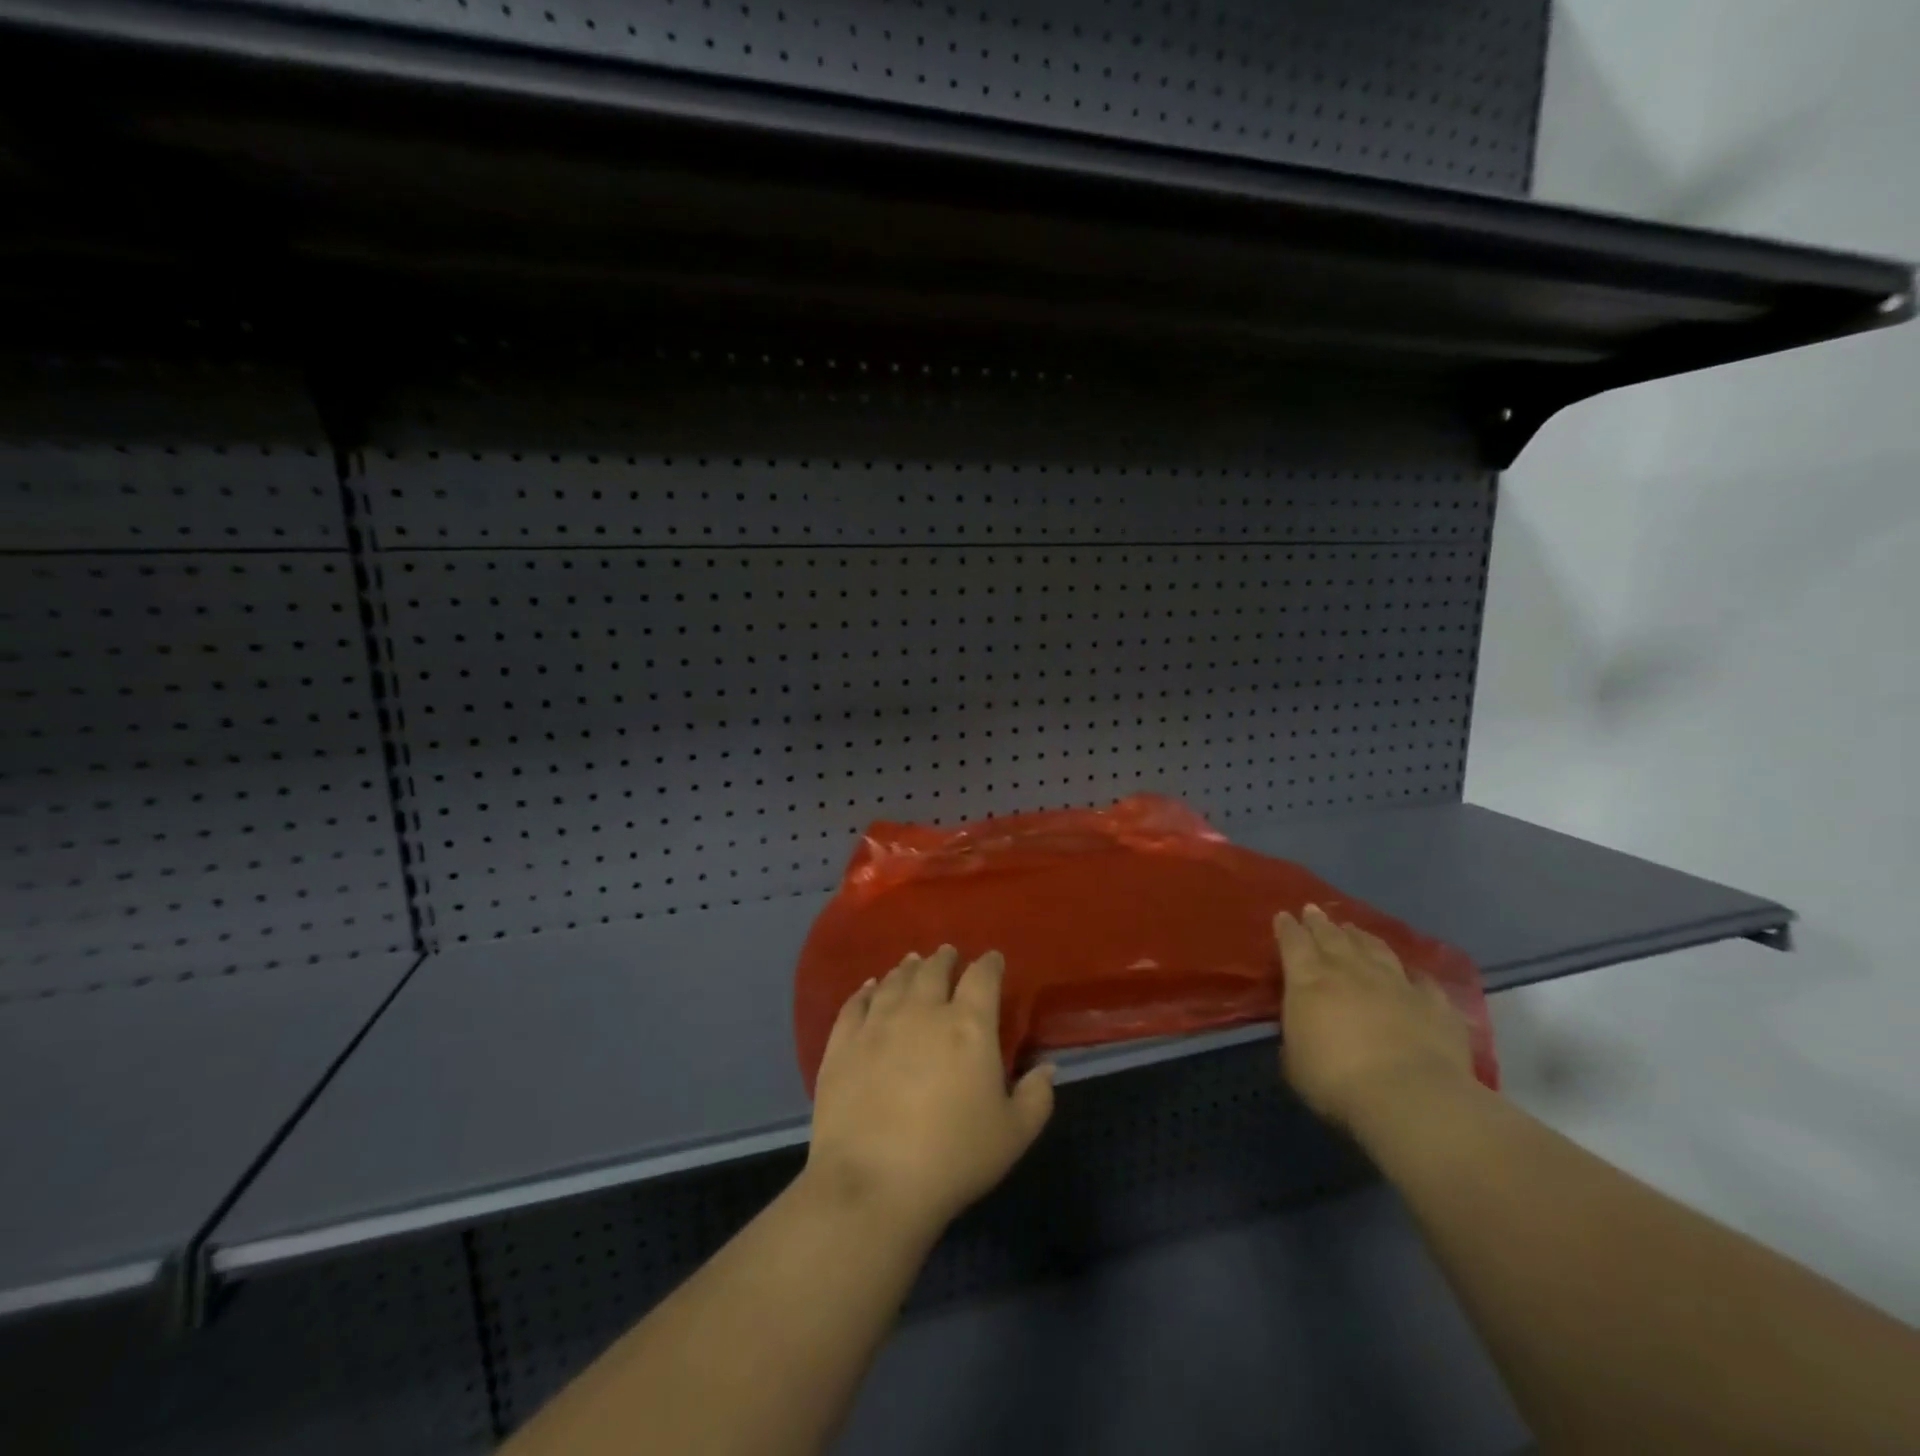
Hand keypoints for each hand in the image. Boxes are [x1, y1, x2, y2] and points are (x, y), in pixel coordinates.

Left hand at [805, 946, 1054, 1237]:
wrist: (873, 1182)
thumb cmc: (953, 1158)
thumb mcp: (1014, 1134)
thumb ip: (1037, 1096)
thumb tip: (1047, 1068)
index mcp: (969, 1026)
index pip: (983, 977)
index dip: (990, 964)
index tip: (993, 959)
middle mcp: (923, 1011)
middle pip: (934, 970)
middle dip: (945, 959)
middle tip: (948, 954)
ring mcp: (878, 1023)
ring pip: (896, 981)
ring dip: (908, 968)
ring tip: (913, 962)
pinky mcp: (843, 1043)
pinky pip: (856, 1004)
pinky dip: (867, 990)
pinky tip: (871, 988)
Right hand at [1275, 905, 1476, 1134]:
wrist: (1410, 1096)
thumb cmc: (1336, 1080)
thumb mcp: (1295, 1061)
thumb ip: (1297, 1034)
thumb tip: (1303, 1026)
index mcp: (1309, 980)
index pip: (1293, 943)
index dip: (1287, 928)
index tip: (1284, 915)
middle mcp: (1350, 971)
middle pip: (1332, 937)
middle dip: (1319, 922)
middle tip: (1313, 910)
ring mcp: (1395, 983)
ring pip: (1374, 949)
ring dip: (1361, 937)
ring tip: (1353, 928)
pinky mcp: (1434, 1003)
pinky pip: (1421, 981)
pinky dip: (1413, 975)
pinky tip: (1412, 975)